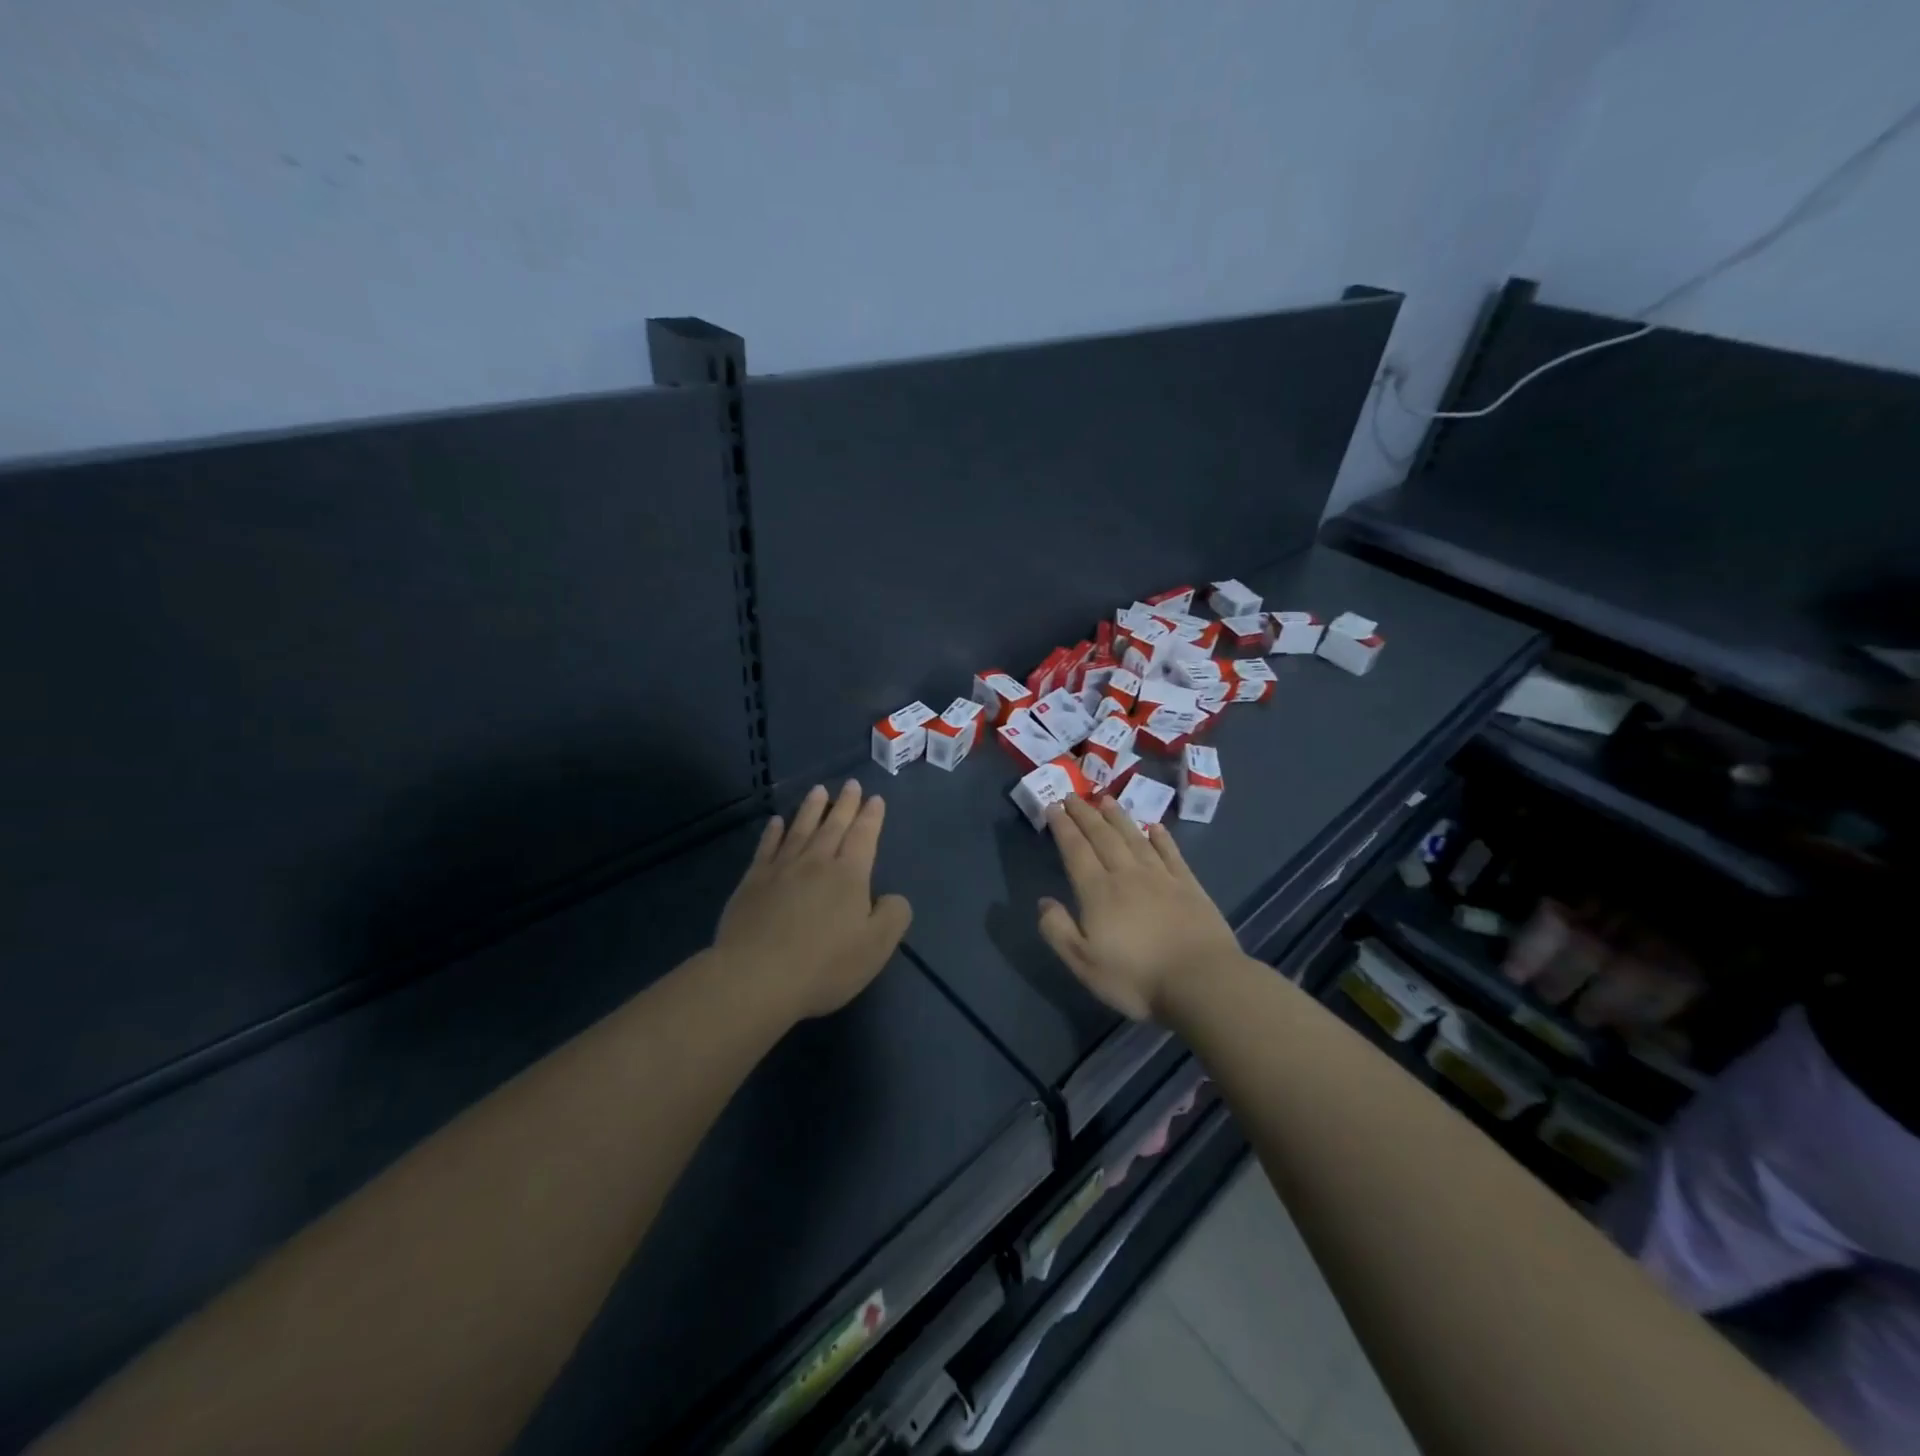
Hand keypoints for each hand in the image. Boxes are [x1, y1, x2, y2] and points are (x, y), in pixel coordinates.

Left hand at [715, 781, 912, 1019]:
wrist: (756, 978)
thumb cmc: (824, 965)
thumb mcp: (876, 947)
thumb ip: (893, 916)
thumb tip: (892, 897)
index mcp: (848, 875)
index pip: (863, 836)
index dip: (871, 817)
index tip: (875, 798)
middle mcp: (815, 863)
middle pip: (832, 826)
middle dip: (845, 804)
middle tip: (851, 784)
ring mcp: (780, 870)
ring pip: (799, 829)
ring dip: (811, 809)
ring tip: (818, 791)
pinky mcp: (751, 883)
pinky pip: (766, 848)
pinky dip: (773, 832)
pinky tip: (776, 822)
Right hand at [1038, 796, 1244, 1021]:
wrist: (1201, 981)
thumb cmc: (1137, 978)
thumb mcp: (1084, 964)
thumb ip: (1059, 930)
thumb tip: (1043, 902)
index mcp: (1098, 892)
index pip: (1076, 851)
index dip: (1063, 827)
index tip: (1053, 806)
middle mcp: (1127, 875)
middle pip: (1102, 837)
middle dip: (1085, 815)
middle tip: (1073, 795)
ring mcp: (1161, 877)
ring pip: (1134, 838)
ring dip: (1118, 817)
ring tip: (1106, 800)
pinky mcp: (1189, 885)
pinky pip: (1171, 853)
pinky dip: (1161, 837)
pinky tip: (1155, 827)